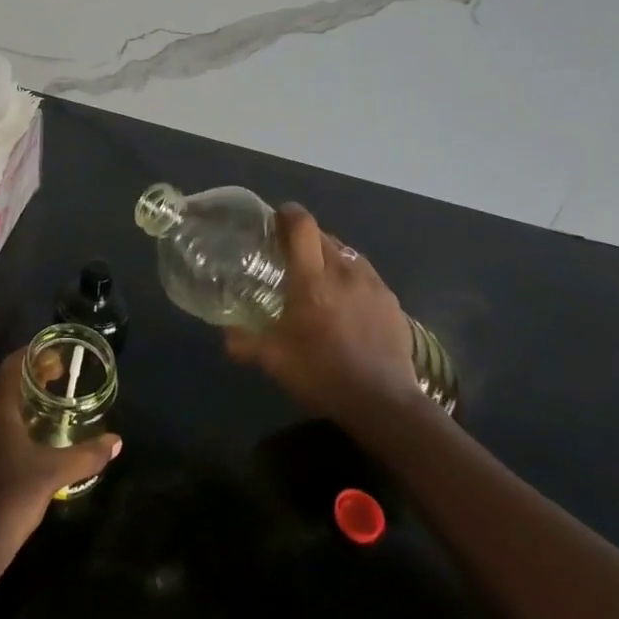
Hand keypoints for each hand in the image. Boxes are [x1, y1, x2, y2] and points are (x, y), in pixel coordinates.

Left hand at [0, 350, 121, 570]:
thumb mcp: (53, 475)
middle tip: (58, 383)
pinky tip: (24, 446)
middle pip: (3, 386)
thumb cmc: (10, 500)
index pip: (12, 365)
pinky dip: (6, 426)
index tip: (58, 357)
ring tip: (45, 414)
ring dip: (18, 405)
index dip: (34, 356)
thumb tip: (116, 441)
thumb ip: (86, 455)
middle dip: (30, 381)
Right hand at [226, 203, 423, 423]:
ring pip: (347, 254)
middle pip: (323, 235)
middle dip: (305, 238)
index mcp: (312, 279)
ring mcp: (373, 284)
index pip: (302, 225)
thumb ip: (246, 342)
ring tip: (320, 278)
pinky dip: (352, 278)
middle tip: (290, 257)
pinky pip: (366, 276)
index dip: (288, 214)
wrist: (385, 404)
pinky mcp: (392, 301)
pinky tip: (348, 303)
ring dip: (330, 257)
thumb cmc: (323, 374)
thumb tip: (226, 335)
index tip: (276, 219)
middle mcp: (344, 271)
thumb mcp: (275, 361)